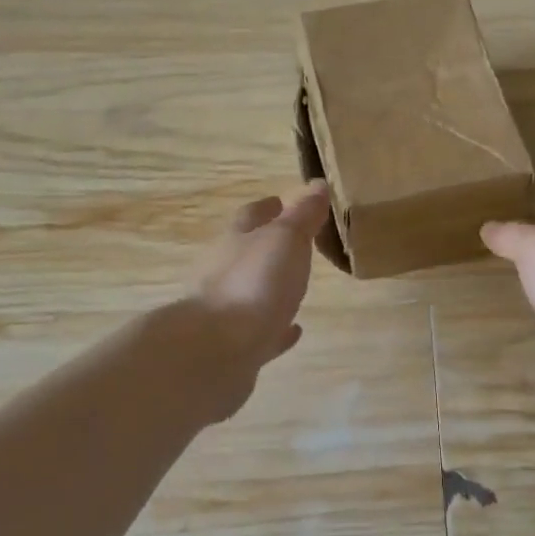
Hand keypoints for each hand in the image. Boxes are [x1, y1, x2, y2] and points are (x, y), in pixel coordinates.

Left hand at [186, 181, 331, 419]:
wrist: (217, 350)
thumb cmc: (254, 284)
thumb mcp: (285, 239)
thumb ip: (302, 215)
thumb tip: (317, 184)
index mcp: (236, 241)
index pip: (251, 216)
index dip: (268, 208)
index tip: (282, 202)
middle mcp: (225, 272)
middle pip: (246, 252)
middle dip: (266, 247)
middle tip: (294, 245)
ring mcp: (228, 312)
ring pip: (252, 292)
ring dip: (271, 287)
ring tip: (295, 287)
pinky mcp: (236, 347)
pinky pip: (261, 332)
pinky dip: (277, 328)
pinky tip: (293, 330)